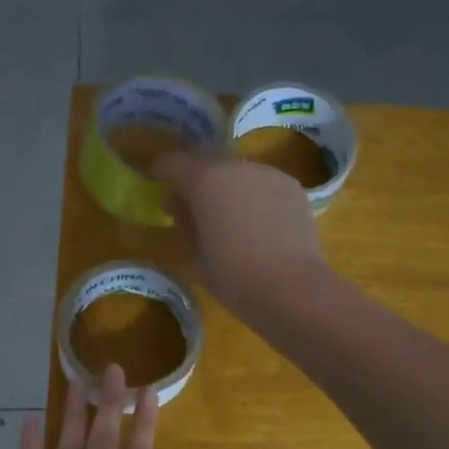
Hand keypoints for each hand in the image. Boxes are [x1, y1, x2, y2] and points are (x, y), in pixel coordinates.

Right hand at [152, 147, 327, 318]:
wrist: (291, 288)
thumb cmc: (232, 276)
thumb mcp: (193, 254)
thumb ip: (182, 222)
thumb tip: (179, 204)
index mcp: (204, 180)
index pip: (172, 161)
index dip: (160, 170)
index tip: (156, 182)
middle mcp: (236, 166)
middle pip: (207, 160)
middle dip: (195, 177)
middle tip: (192, 204)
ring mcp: (268, 173)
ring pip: (237, 172)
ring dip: (227, 186)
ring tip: (229, 217)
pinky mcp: (292, 187)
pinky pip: (263, 184)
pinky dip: (253, 196)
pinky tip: (258, 224)